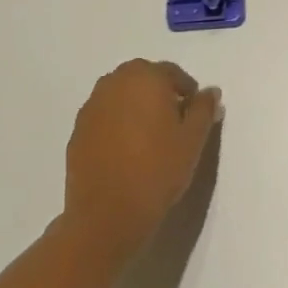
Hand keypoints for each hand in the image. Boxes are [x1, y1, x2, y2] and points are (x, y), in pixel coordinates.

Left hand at [63, 59, 221, 260]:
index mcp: (145, 77)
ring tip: (149, 137)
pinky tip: (125, 151)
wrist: (107, 215)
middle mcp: (114, 82)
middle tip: (173, 123)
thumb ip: (203, 109)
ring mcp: (91, 106)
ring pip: (120, 96)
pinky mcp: (77, 131)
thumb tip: (210, 91)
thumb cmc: (157, 170)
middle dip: (159, 94)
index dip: (187, 91)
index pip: (171, 72)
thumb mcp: (193, 139)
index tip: (194, 114)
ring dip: (135, 107)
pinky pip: (104, 117)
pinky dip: (116, 124)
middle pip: (142, 78)